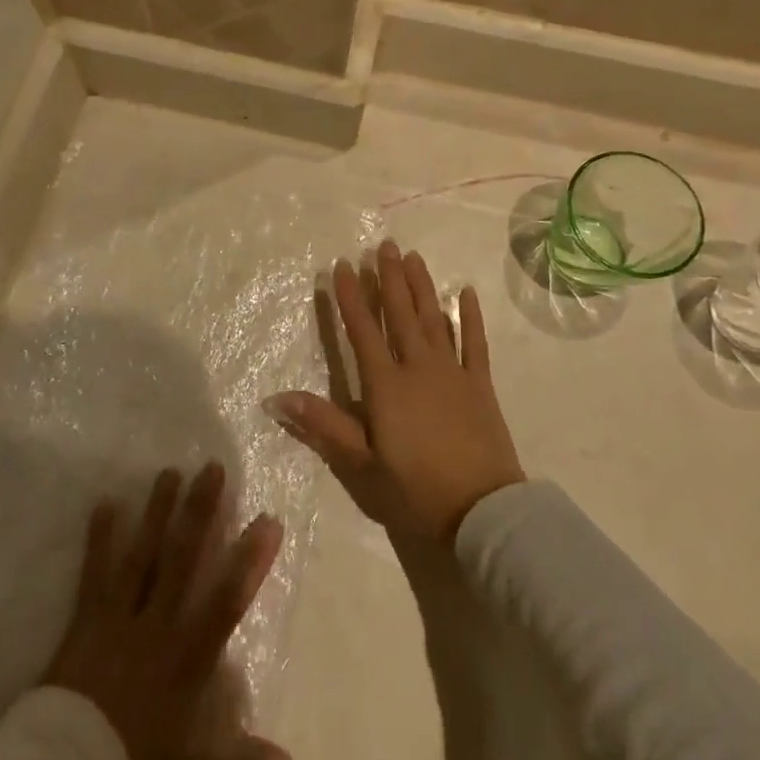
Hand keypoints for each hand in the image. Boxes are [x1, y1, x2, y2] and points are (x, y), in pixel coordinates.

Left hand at [40, 463, 309, 759]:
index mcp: (186, 656)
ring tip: (169, 471)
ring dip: (157, 512)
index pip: (226, 600)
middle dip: (200, 512)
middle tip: (212, 468)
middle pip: (183, 559)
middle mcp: (156, 623)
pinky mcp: (86, 616)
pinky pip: (94, 570)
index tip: (268, 520)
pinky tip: (105, 501)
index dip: (250, 560)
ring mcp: (118, 615)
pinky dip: (100, 536)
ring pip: (143, 554)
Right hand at [266, 241, 524, 542]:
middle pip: (400, 314)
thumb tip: (275, 398)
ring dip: (422, 287)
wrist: (483, 514)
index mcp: (386, 385)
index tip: (344, 266)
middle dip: (389, 278)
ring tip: (413, 257)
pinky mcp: (481, 385)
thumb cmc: (415, 492)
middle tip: (383, 245)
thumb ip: (322, 425)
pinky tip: (466, 292)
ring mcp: (453, 373)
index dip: (351, 297)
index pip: (362, 331)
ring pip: (434, 319)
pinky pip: (475, 343)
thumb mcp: (361, 466)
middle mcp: (418, 367)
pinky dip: (470, 317)